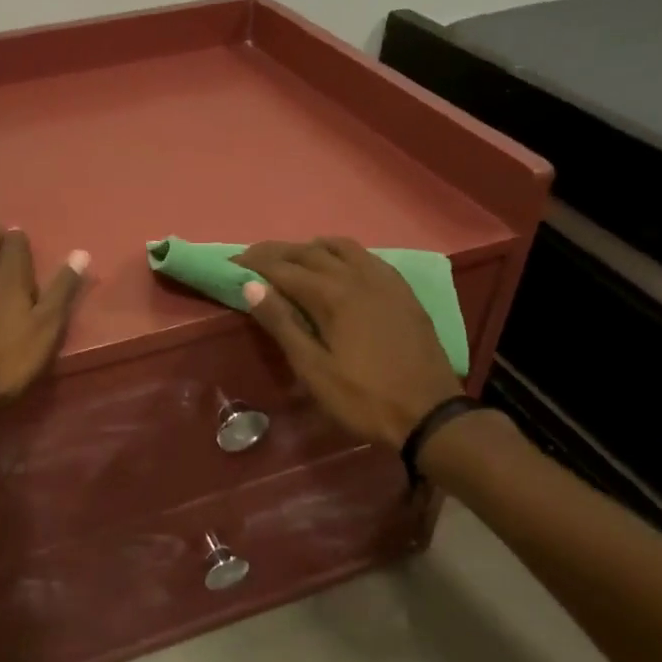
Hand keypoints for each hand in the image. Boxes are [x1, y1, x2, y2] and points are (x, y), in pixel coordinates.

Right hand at [232, 237, 462, 449]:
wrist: (431, 415)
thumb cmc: (364, 398)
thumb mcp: (313, 369)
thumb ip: (282, 324)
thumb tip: (251, 286)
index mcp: (331, 296)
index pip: (281, 269)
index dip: (252, 265)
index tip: (230, 266)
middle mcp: (356, 277)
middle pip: (307, 252)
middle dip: (276, 253)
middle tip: (252, 260)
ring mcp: (383, 280)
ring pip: (339, 247)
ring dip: (310, 248)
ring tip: (293, 261)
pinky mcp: (401, 290)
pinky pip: (366, 256)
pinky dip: (341, 254)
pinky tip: (338, 268)